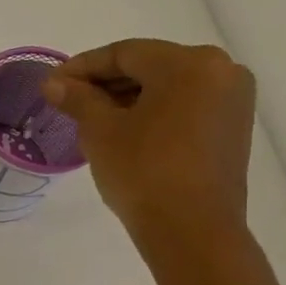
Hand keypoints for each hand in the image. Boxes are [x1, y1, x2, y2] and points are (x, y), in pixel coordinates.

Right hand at [42, 40, 256, 258]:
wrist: (191, 230)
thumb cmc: (143, 172)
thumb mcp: (100, 131)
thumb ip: (77, 98)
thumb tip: (54, 83)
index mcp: (190, 63)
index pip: (125, 53)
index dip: (82, 67)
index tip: (52, 84)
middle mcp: (220, 71)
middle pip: (150, 66)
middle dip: (105, 83)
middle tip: (68, 101)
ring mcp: (232, 101)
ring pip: (168, 87)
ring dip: (128, 98)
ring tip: (91, 118)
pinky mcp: (233, 128)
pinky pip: (185, 106)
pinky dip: (153, 112)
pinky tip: (124, 130)